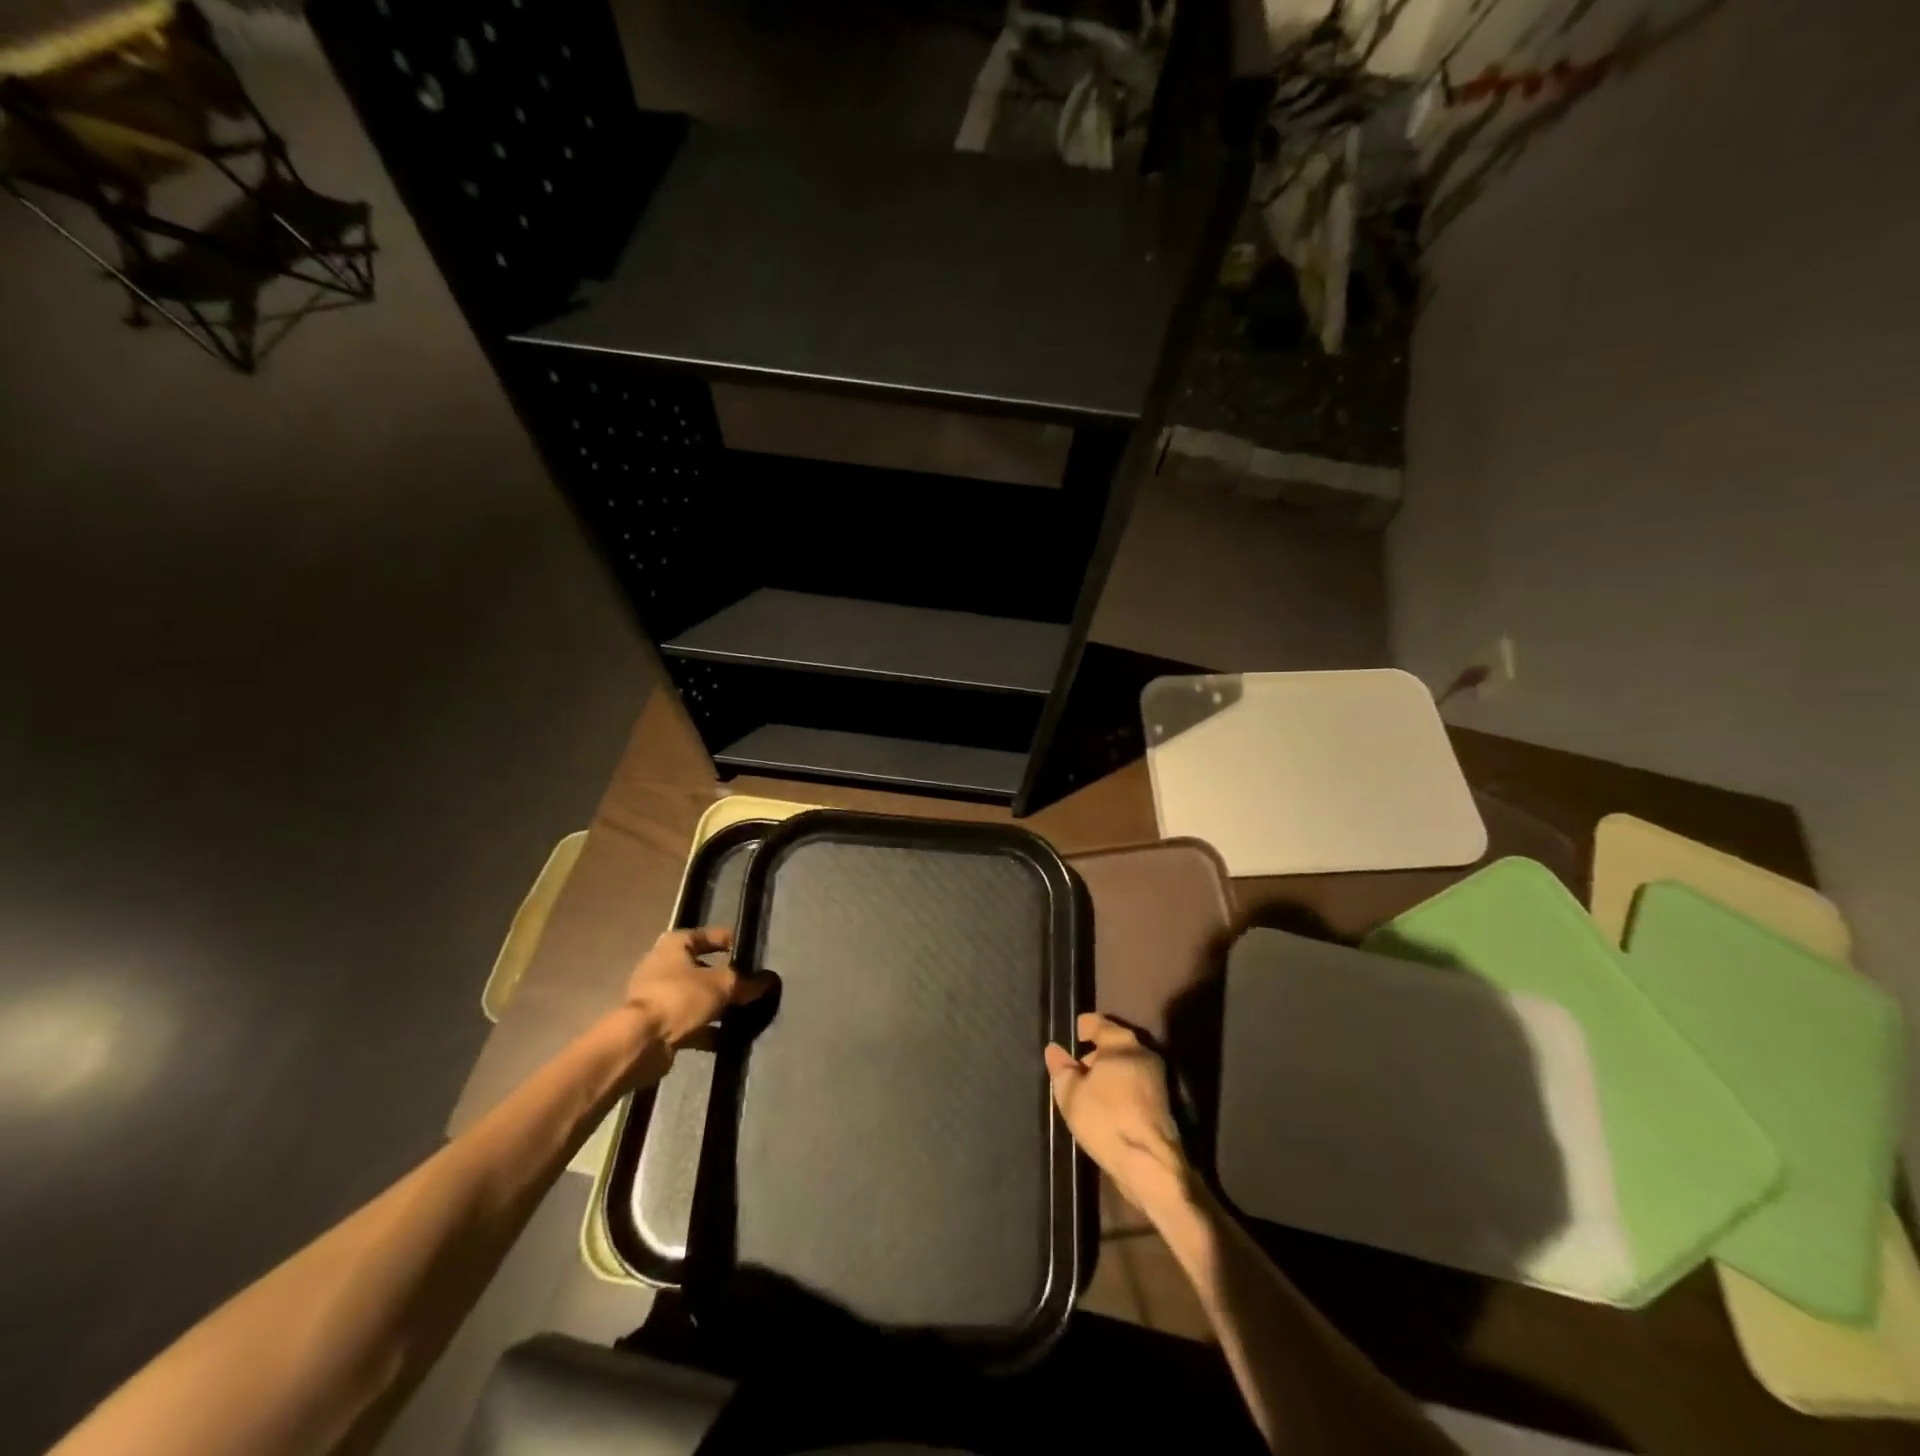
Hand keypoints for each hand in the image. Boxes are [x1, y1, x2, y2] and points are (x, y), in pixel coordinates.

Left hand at [623, 926, 765, 1046]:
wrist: (640, 1042)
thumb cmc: (680, 998)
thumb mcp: (722, 984)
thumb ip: (747, 982)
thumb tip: (769, 980)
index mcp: (674, 944)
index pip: (709, 935)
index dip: (731, 941)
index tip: (753, 954)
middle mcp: (663, 965)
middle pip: (703, 968)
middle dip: (727, 979)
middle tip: (752, 986)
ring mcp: (658, 996)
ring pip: (697, 997)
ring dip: (718, 1007)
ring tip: (746, 1014)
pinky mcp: (658, 1024)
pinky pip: (690, 1022)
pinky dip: (708, 1029)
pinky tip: (730, 1039)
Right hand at [1045, 1013, 1191, 1219]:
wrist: (1150, 1163)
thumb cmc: (1106, 1119)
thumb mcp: (1071, 1095)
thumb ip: (1061, 1069)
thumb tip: (1054, 1050)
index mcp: (1121, 1043)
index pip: (1099, 1023)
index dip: (1083, 1026)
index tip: (1073, 1034)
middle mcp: (1143, 1053)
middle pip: (1114, 1045)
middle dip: (1094, 1054)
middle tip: (1075, 1070)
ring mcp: (1157, 1078)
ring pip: (1125, 1066)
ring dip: (1108, 1074)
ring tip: (1087, 1092)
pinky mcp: (1162, 1103)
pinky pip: (1134, 1085)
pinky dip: (1119, 1089)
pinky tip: (1105, 1108)